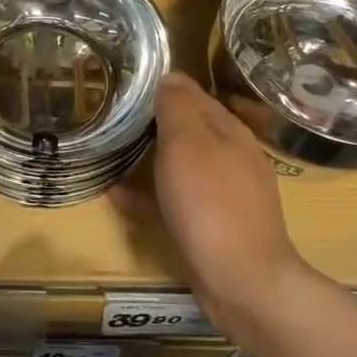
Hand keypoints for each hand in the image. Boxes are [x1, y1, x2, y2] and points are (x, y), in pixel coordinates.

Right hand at [133, 73, 306, 330]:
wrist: (241, 280)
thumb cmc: (211, 203)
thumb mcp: (188, 144)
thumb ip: (178, 108)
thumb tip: (171, 76)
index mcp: (232, 132)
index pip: (197, 95)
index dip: (166, 87)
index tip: (130, 83)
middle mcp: (234, 159)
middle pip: (191, 130)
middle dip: (158, 122)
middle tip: (117, 116)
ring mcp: (225, 195)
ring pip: (183, 165)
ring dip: (151, 157)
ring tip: (115, 152)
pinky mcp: (213, 227)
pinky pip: (175, 201)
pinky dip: (149, 195)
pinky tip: (118, 196)